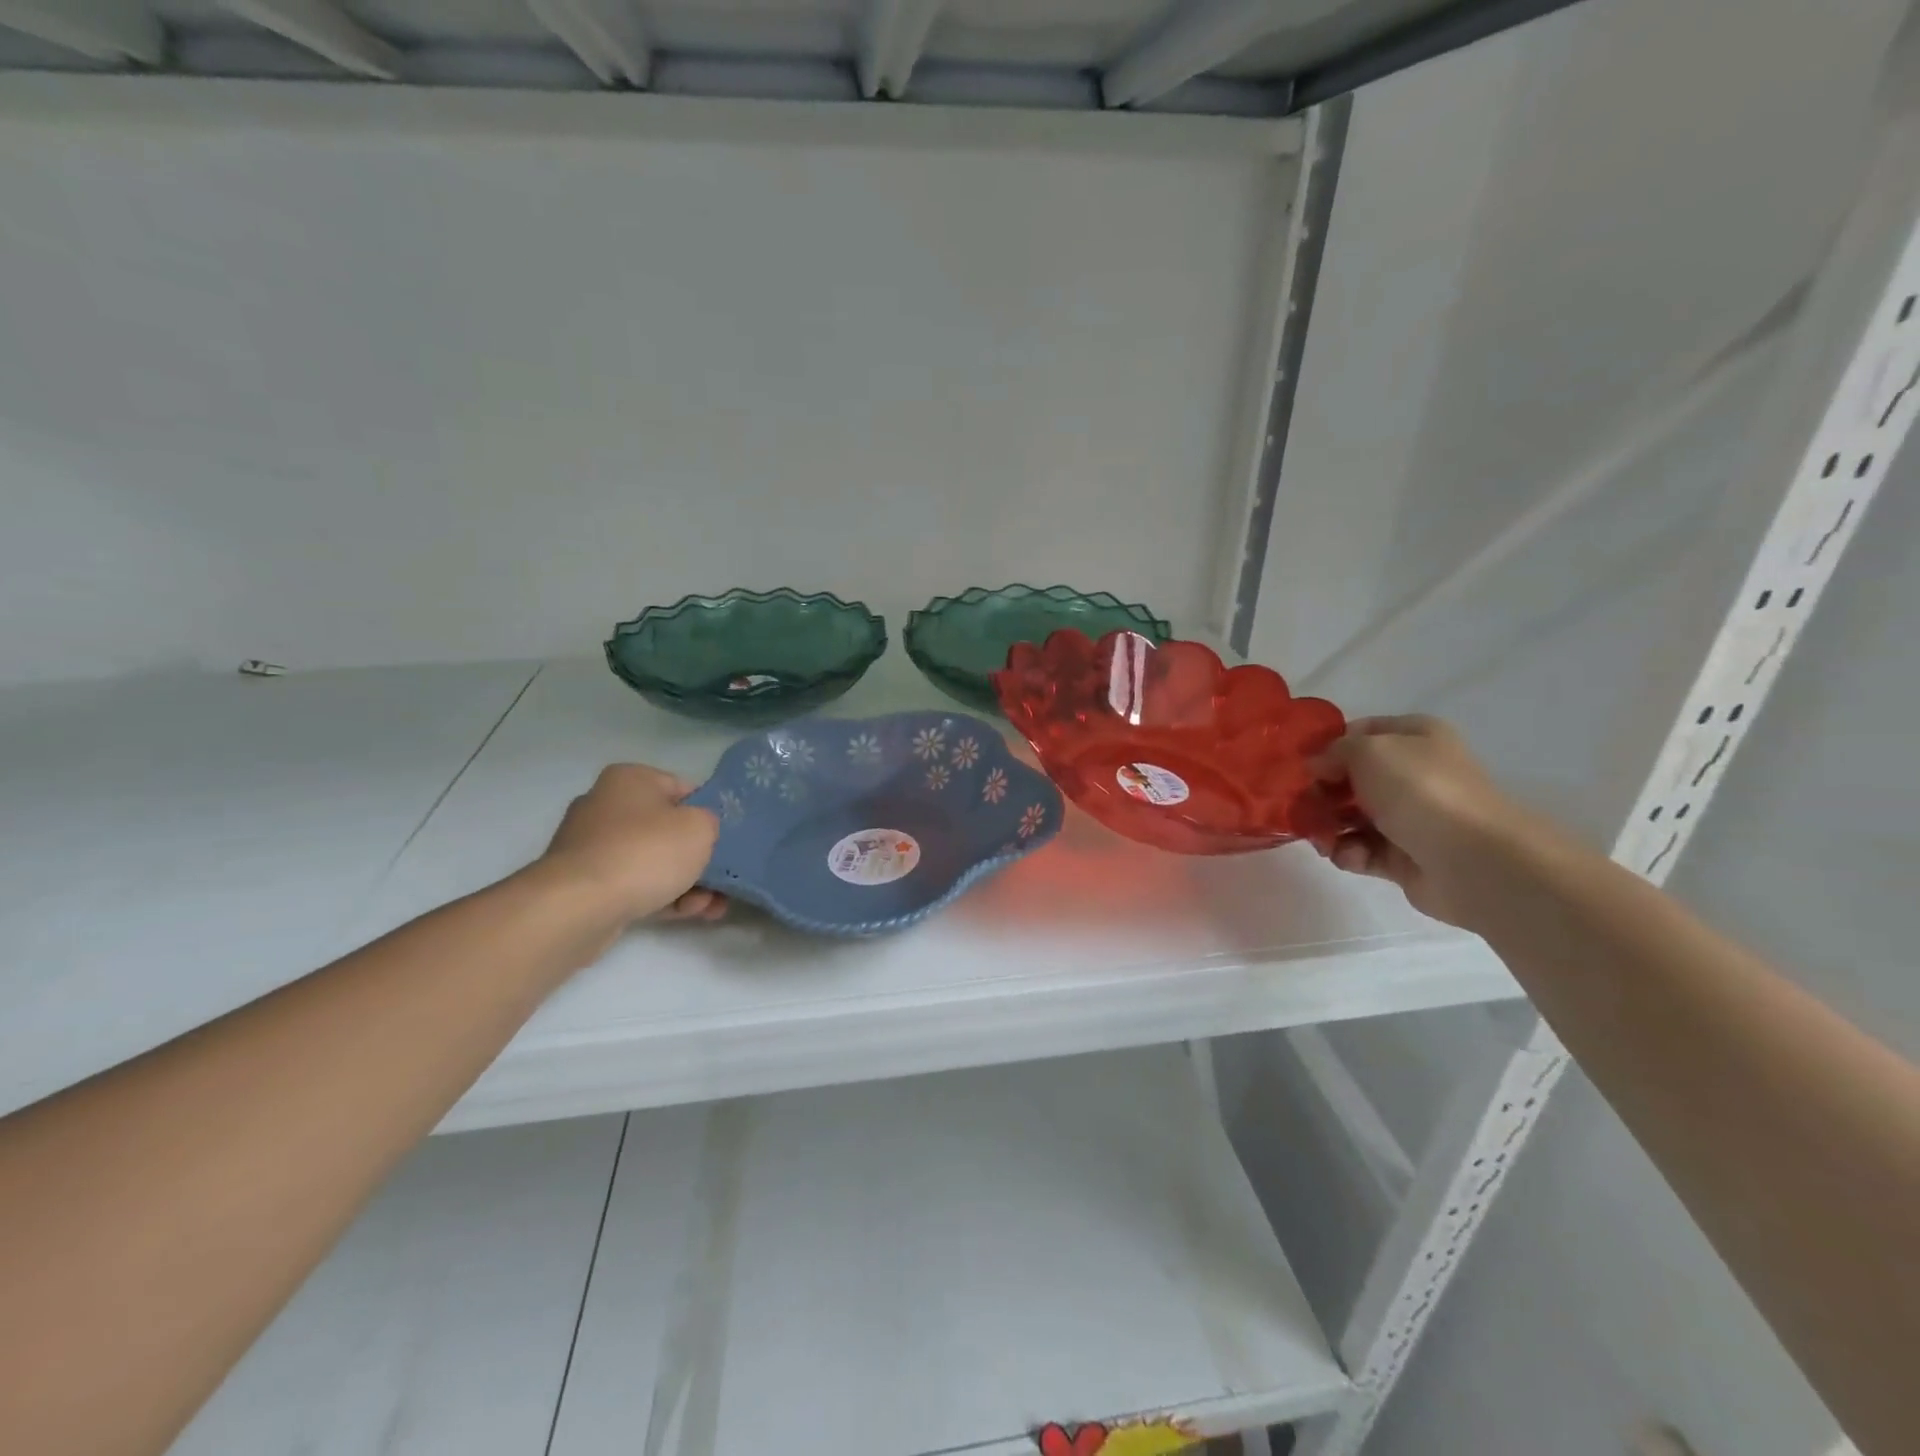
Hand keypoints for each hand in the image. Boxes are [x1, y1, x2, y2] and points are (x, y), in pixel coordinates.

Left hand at [535, 764, 724, 933]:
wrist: (579, 906)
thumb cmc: (645, 852)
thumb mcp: (699, 827)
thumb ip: (710, 822)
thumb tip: (699, 830)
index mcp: (630, 779)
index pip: (684, 788)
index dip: (710, 812)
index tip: (729, 836)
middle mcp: (607, 806)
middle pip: (668, 828)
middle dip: (700, 855)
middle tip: (726, 875)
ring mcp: (593, 847)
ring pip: (653, 861)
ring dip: (688, 882)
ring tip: (715, 905)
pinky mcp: (587, 885)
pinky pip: (636, 885)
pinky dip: (665, 896)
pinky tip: (692, 913)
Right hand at [1309, 715, 1531, 927]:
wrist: (1472, 860)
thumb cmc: (1420, 790)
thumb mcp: (1369, 750)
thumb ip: (1334, 751)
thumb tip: (1317, 767)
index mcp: (1415, 738)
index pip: (1360, 733)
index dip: (1327, 747)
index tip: (1301, 765)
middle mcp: (1413, 774)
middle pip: (1350, 778)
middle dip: (1321, 793)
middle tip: (1301, 807)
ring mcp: (1409, 817)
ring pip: (1351, 817)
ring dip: (1328, 827)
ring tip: (1320, 839)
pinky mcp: (1404, 857)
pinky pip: (1362, 850)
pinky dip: (1348, 853)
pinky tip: (1346, 855)